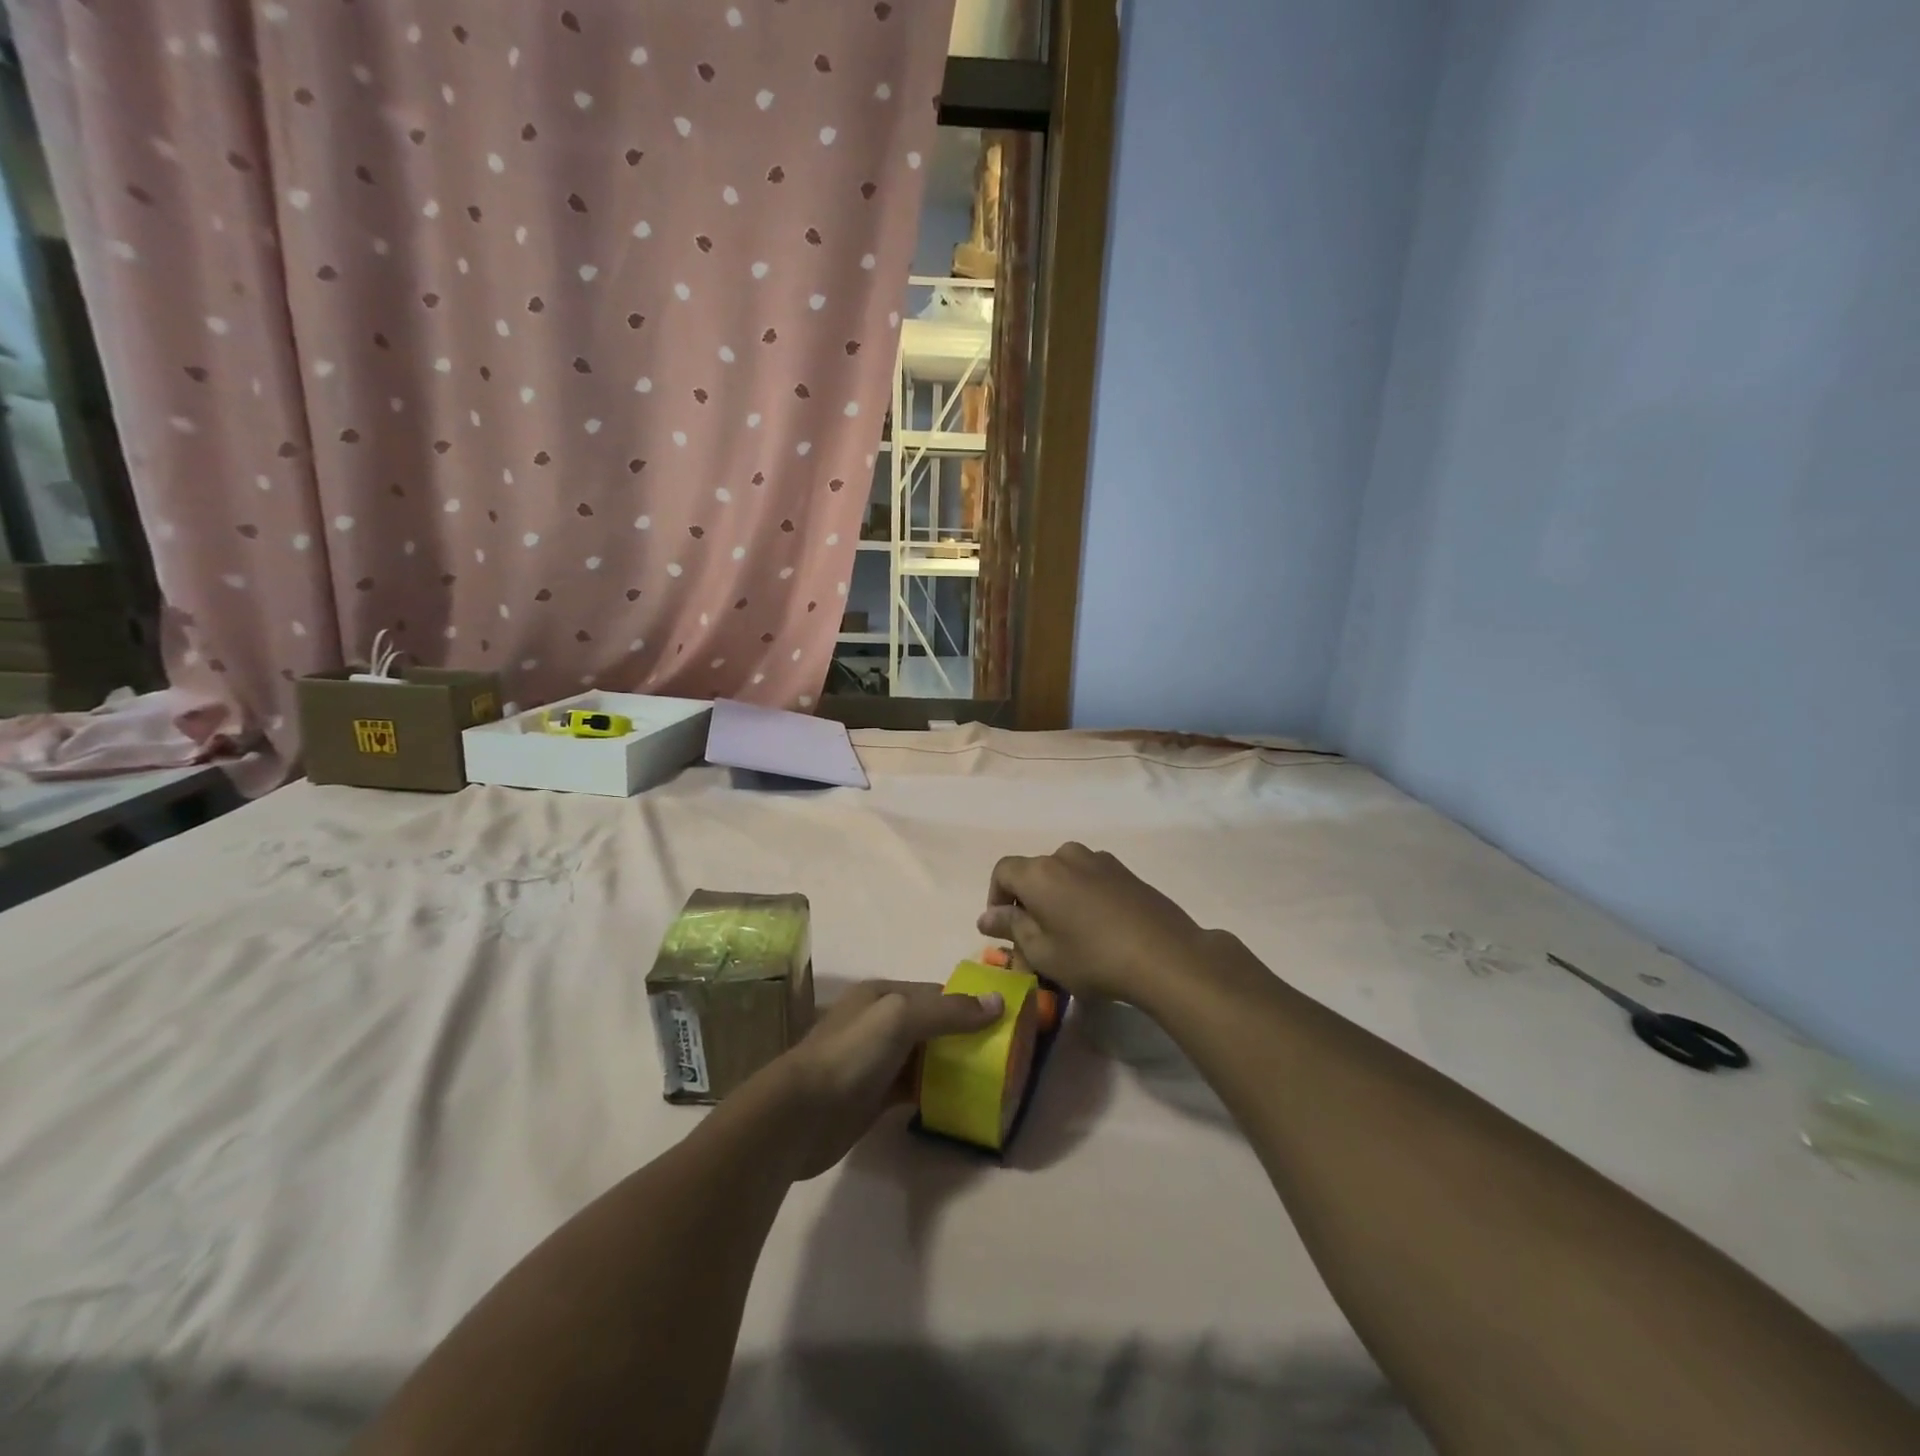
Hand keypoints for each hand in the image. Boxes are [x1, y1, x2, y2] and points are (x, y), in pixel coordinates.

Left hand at [779, 980, 1001, 1177]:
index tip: (1003, 1021)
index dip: (968, 1004)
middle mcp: (880, 1022)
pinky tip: (959, 1101)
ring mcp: (877, 1060)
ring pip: (925, 1056)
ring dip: (953, 1064)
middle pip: (932, 1024)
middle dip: (964, 1035)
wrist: (801, 1114)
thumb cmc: (852, 1054)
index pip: (936, 993)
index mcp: (883, 994)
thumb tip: (998, 1002)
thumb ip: (948, 1011)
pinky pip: (915, 1086)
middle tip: (1002, 1055)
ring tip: (990, 1079)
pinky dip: (936, 1090)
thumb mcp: (901, 1018)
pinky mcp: (875, 1095)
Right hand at [977, 843, 1208, 1007]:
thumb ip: (1012, 928)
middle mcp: (1066, 855)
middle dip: (1028, 903)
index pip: (1002, 872)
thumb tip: (987, 916)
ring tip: (1068, 935)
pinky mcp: (1125, 871)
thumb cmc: (1092, 957)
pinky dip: (1082, 897)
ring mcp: (1099, 860)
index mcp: (1039, 872)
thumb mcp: (1043, 952)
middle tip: (1035, 942)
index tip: (1004, 930)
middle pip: (1034, 873)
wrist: (1165, 955)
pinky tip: (1097, 929)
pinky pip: (1090, 878)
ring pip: (1063, 875)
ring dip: (1056, 899)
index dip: (996, 898)